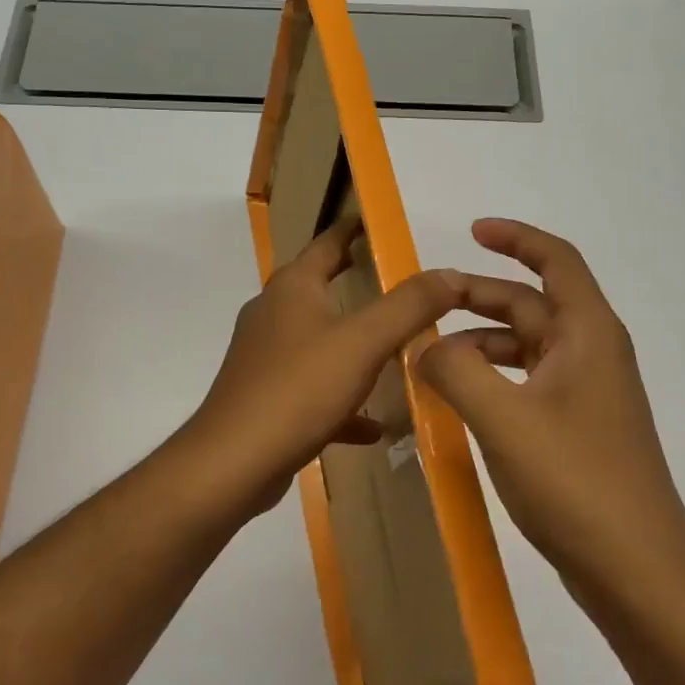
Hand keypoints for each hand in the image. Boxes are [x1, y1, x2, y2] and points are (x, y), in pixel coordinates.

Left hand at [179, 219, 462, 519]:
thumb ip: (409, 306)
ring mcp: (265, 358)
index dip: (351, 230)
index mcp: (293, 289)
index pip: (326, 244)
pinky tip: (372, 425)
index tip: (374, 222)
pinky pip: (312, 389)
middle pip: (319, 289)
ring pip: (317, 341)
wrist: (233, 462)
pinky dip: (342, 400)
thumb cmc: (298, 389)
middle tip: (393, 280)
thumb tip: (450, 273)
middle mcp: (273, 315)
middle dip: (353, 282)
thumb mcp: (364, 343)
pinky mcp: (265, 397)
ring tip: (391, 350)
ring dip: (351, 345)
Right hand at [419, 218, 684, 593]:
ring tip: (429, 361)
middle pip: (532, 305)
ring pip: (526, 348)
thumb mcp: (502, 418)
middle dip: (478, 299)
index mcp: (587, 334)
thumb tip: (424, 347)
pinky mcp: (577, 430)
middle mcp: (591, 354)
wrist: (636, 568)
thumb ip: (454, 371)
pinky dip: (492, 381)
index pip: (555, 261)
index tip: (472, 231)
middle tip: (425, 304)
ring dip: (480, 345)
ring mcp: (587, 395)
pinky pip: (527, 385)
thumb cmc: (575, 480)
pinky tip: (460, 403)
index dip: (516, 238)